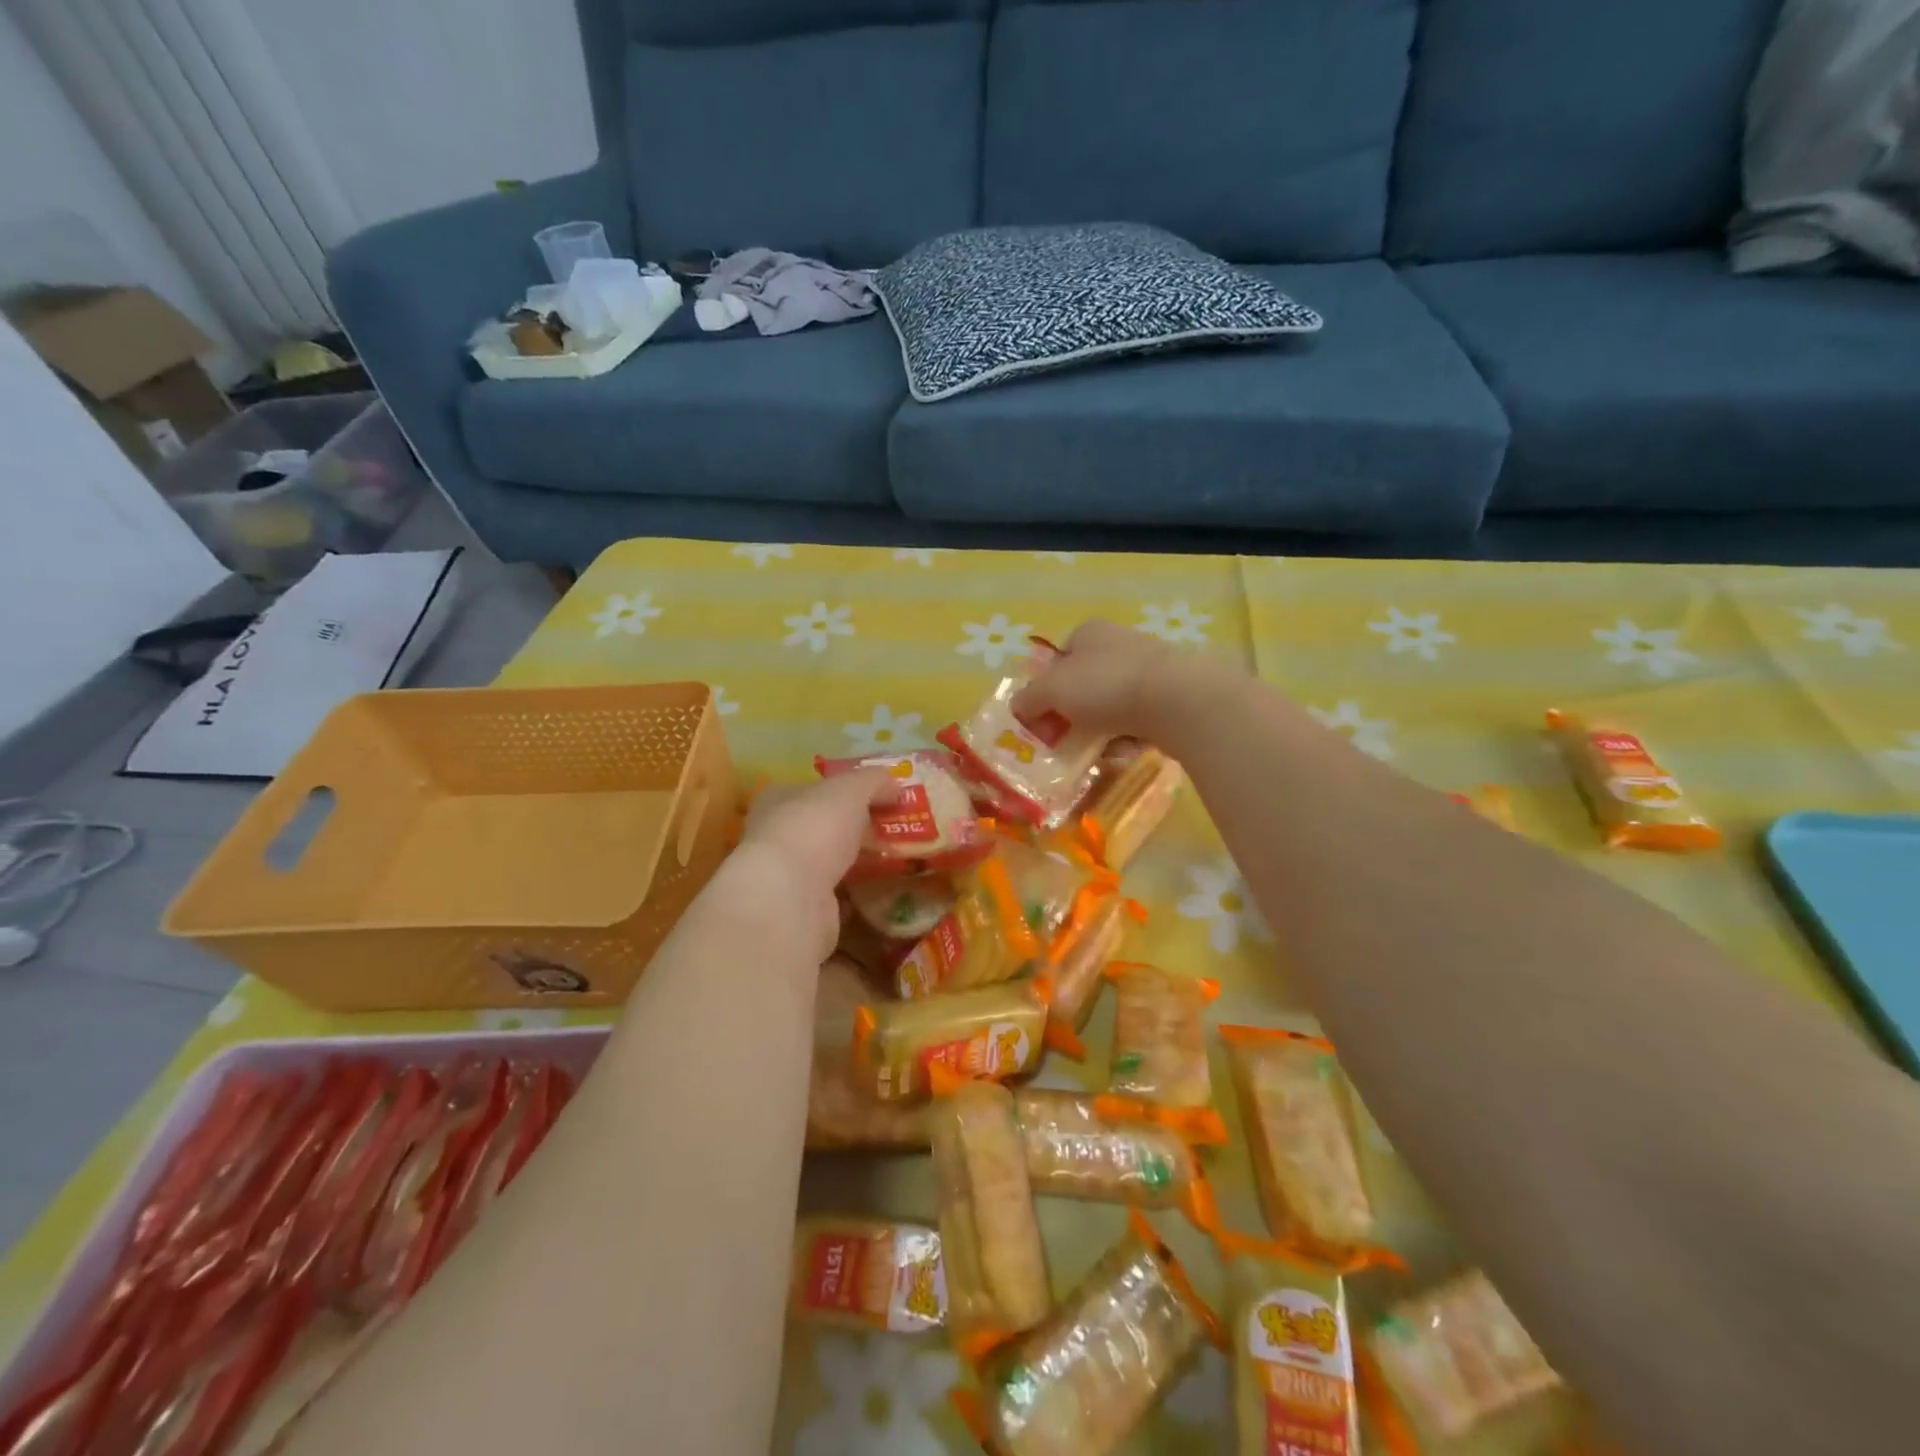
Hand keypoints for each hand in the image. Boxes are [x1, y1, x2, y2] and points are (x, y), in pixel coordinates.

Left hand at [722, 769, 889, 961]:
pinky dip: (855, 896)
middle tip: (891, 829)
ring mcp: (785, 877)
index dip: (841, 791)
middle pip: (820, 828)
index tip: (876, 797)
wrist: (790, 898)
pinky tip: (881, 893)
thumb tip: (895, 785)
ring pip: (826, 864)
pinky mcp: (800, 911)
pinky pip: (835, 898)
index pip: (810, 789)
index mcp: (776, 800)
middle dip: (852, 829)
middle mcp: (774, 837)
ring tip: (894, 861)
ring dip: (854, 863)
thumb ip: (873, 782)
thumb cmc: (813, 829)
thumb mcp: (850, 790)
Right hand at [1013, 619, 1205, 742]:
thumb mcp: (1052, 690)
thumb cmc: (1105, 686)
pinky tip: (1122, 751)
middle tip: (1061, 741)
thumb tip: (1018, 707)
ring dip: (1097, 729)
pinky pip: (1138, 721)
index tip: (1039, 718)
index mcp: (1089, 632)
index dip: (1044, 688)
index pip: (1057, 658)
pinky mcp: (1171, 696)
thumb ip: (1029, 698)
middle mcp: (1119, 644)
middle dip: (1070, 714)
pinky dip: (1126, 737)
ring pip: (1111, 704)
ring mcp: (1149, 669)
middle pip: (1083, 683)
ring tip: (1091, 752)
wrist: (1178, 700)